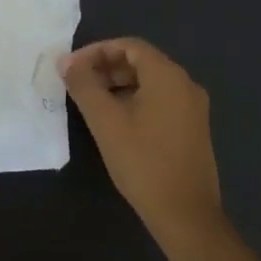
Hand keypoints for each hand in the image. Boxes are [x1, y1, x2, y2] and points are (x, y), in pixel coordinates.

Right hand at [61, 38, 222, 239]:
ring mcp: (193, 108)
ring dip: (120, 85)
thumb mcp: (105, 121)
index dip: (97, 51)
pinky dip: (136, 101)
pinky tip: (117, 122)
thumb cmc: (143, 161)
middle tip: (78, 84)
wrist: (186, 214)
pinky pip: (161, 101)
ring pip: (151, 83)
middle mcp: (186, 84)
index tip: (72, 67)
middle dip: (107, 68)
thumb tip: (66, 60)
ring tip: (92, 103)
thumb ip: (84, 85)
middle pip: (142, 62)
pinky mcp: (194, 129)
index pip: (129, 46)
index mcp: (168, 75)